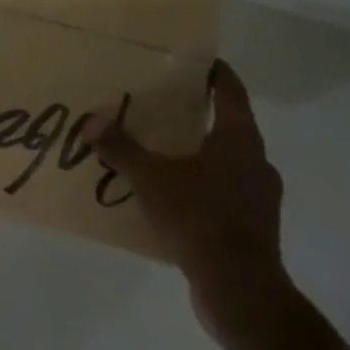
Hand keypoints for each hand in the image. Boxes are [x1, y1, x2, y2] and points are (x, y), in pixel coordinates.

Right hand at [92, 59, 291, 345]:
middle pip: (229, 126)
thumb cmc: (200, 218)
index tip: (197, 60)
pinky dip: (202, 188)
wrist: (240, 289)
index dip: (215, 73)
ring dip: (200, 155)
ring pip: (227, 162)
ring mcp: (259, 197)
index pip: (231, 91)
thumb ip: (122, 149)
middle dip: (199, 115)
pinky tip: (174, 198)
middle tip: (165, 105)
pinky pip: (225, 194)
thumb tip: (91, 121)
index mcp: (240, 139)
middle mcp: (256, 161)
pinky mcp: (253, 227)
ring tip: (164, 153)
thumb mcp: (152, 179)